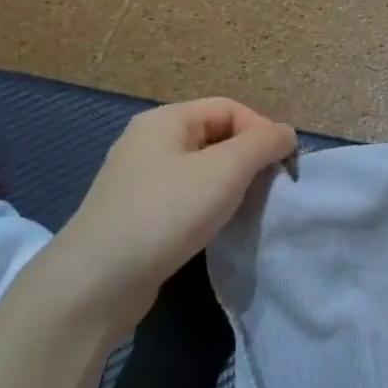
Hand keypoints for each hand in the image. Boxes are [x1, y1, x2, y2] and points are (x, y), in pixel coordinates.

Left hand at [43, 99, 296, 320]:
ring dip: (231, 185)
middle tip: (270, 190)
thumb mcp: (225, 170)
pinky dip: (209, 206)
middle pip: (216, 135)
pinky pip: (185, 196)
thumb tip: (286, 134)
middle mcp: (149, 141)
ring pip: (202, 169)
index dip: (263, 132)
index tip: (284, 168)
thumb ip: (263, 144)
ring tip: (246, 210)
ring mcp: (140, 178)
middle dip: (249, 159)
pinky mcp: (138, 212)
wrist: (101, 279)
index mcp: (166, 120)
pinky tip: (216, 227)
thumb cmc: (168, 213)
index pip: (230, 108)